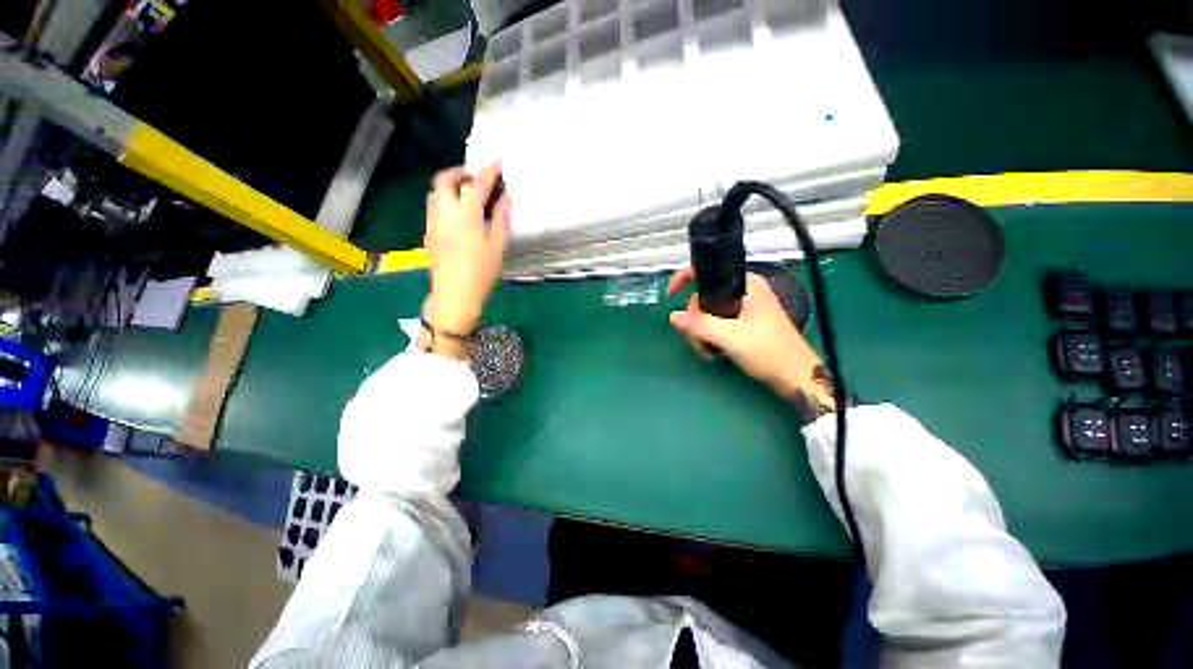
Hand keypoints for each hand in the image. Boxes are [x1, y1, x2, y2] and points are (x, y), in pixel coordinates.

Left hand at [422, 163, 511, 333]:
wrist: (454, 294)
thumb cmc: (481, 271)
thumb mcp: (497, 245)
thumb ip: (501, 217)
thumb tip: (506, 197)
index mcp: (465, 214)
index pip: (477, 184)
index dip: (489, 171)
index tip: (498, 162)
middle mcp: (444, 212)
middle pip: (445, 179)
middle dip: (462, 172)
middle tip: (479, 180)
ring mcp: (433, 221)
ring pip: (436, 192)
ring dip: (452, 186)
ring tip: (470, 196)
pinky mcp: (429, 232)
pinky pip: (435, 206)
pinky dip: (447, 200)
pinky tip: (460, 215)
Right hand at [666, 269, 834, 409]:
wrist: (795, 376)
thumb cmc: (768, 351)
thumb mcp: (731, 337)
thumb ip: (700, 325)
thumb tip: (673, 316)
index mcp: (745, 283)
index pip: (707, 271)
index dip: (684, 278)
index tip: (670, 296)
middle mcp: (742, 291)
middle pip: (702, 297)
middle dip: (694, 321)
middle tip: (698, 342)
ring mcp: (741, 307)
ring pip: (706, 312)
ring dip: (699, 332)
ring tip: (707, 351)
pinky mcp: (741, 322)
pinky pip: (714, 323)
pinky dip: (708, 336)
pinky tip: (712, 352)